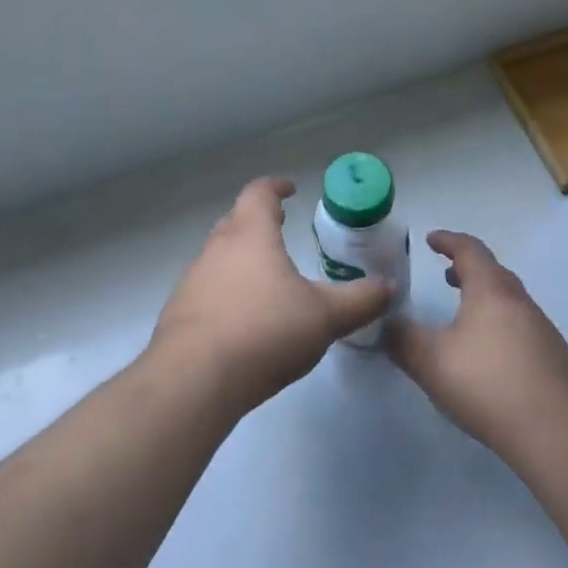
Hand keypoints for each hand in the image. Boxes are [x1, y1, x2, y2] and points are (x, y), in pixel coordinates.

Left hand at [149, 177, 393, 413]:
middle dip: (258, 221)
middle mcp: (216, 249)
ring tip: (266, 277)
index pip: (259, 194)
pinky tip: (242, 319)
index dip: (276, 188)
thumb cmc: (265, 331)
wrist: (194, 379)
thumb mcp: (325, 317)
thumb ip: (359, 300)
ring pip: (218, 256)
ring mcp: (192, 281)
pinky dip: (226, 292)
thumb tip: (388, 286)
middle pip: (235, 221)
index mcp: (250, 235)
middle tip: (279, 226)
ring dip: (241, 258)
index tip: (290, 190)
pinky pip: (207, 290)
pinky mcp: (179, 314)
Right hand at [388, 231, 567, 465]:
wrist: (558, 434)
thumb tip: (388, 324)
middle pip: (494, 273)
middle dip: (468, 269)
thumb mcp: (430, 361)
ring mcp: (542, 331)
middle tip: (447, 274)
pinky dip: (498, 324)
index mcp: (491, 291)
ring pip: (509, 301)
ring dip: (484, 298)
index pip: (470, 251)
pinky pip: (520, 327)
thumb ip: (402, 339)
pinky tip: (488, 355)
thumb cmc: (489, 384)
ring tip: (463, 316)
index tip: (431, 239)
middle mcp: (520, 303)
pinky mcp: (553, 360)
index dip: (448, 241)